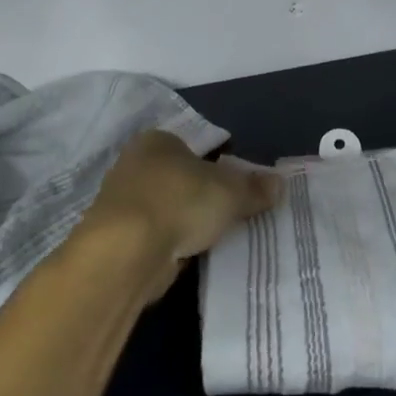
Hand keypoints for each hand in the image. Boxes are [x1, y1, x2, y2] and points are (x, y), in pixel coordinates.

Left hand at [84, 131, 281, 291]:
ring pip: (165, 207)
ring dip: (184, 221)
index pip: (192, 148)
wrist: (127, 250)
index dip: (217, 166)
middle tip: (229, 214)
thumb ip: (254, 188)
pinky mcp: (116, 236)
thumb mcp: (230, 192)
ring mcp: (121, 201)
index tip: (235, 189)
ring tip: (213, 238)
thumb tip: (279, 183)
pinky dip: (170, 243)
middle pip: (178, 178)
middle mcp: (134, 164)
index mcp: (157, 141)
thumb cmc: (180, 201)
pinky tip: (188, 255)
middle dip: (200, 195)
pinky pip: (154, 234)